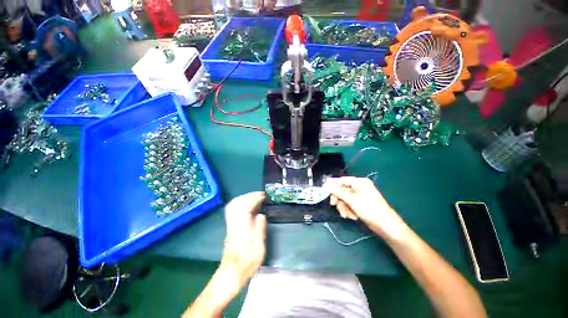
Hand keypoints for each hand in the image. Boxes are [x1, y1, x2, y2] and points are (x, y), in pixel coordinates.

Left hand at [220, 192, 266, 290]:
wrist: (228, 276)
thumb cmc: (246, 266)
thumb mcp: (258, 252)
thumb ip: (259, 232)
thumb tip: (261, 215)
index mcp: (242, 231)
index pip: (245, 208)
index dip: (254, 199)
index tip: (263, 196)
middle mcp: (233, 225)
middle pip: (237, 203)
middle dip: (249, 196)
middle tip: (261, 195)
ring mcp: (230, 225)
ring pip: (234, 205)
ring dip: (245, 198)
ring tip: (256, 197)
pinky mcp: (229, 227)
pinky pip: (233, 210)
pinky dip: (241, 203)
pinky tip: (249, 205)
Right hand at [329, 177, 406, 239]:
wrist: (386, 225)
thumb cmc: (368, 209)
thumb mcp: (351, 200)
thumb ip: (338, 192)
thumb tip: (328, 185)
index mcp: (359, 182)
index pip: (342, 180)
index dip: (333, 186)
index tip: (326, 193)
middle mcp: (360, 187)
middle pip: (343, 190)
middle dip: (339, 200)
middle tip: (334, 206)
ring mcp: (361, 195)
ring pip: (345, 199)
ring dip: (344, 207)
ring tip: (347, 215)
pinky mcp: (362, 203)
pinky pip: (350, 204)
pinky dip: (349, 210)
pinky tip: (352, 217)